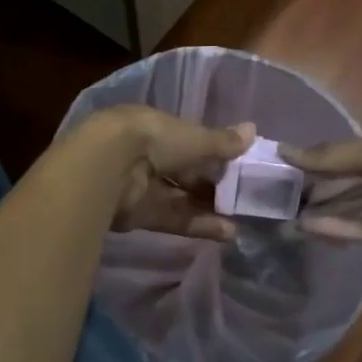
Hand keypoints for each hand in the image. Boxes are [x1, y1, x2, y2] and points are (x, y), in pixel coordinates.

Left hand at [85, 107, 254, 240]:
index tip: (240, 167)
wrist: (108, 167)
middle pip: (185, 173)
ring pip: (180, 198)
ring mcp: (140, 186)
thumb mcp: (194, 138)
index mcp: (156, 129)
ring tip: (240, 221)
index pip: (189, 142)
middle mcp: (147, 156)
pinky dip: (198, 225)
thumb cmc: (154, 140)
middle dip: (213, 186)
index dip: (214, 155)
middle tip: (244, 198)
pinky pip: (173, 218)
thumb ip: (222, 142)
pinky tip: (226, 232)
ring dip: (209, 209)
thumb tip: (253, 130)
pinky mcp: (138, 215)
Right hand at [283, 119, 361, 243]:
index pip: (339, 162)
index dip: (311, 168)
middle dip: (311, 196)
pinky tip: (307, 228)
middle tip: (271, 203)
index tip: (277, 173)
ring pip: (349, 212)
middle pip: (342, 190)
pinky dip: (336, 228)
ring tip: (282, 221)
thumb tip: (284, 151)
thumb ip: (330, 157)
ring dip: (318, 216)